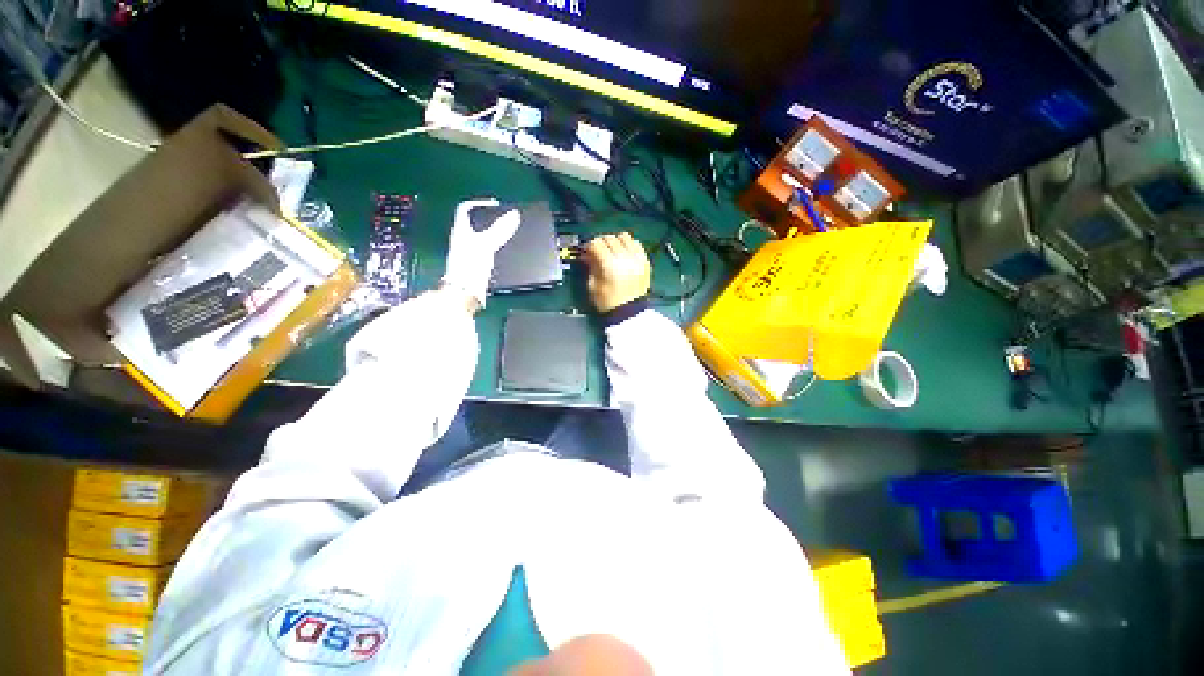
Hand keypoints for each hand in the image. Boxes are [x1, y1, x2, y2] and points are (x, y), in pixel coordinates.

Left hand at [441, 199, 521, 307]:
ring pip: (481, 237)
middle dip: (490, 219)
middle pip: (475, 223)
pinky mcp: (475, 264)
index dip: (479, 203)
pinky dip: (495, 248)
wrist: (464, 293)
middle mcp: (462, 240)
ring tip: (508, 235)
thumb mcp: (487, 245)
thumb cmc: (470, 266)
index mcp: (461, 231)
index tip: (496, 206)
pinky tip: (503, 253)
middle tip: (506, 220)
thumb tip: (514, 214)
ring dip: (494, 234)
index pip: (465, 209)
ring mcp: (468, 253)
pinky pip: (485, 250)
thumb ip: (500, 229)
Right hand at [582, 233, 650, 312]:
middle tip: (598, 251)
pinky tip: (624, 253)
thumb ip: (590, 266)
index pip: (597, 243)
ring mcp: (636, 259)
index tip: (587, 251)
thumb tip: (587, 255)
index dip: (589, 246)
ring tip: (612, 250)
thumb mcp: (593, 286)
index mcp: (609, 265)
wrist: (629, 312)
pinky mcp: (645, 262)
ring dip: (616, 241)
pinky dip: (629, 245)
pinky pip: (637, 244)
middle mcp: (624, 258)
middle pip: (610, 238)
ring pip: (625, 237)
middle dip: (601, 242)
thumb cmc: (608, 302)